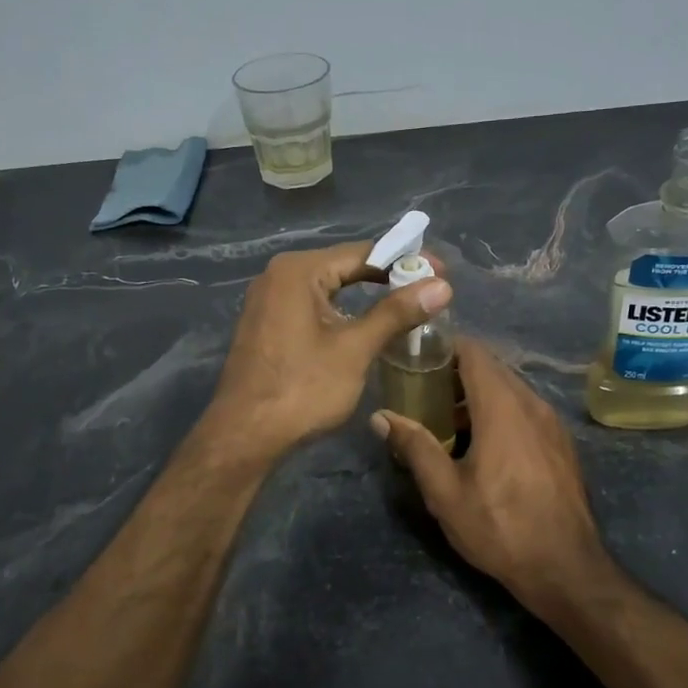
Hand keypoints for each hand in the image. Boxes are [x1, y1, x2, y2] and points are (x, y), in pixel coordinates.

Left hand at [206, 242, 451, 461]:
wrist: (245, 435)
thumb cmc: (302, 389)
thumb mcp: (354, 349)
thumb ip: (396, 313)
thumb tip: (442, 286)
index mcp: (298, 271)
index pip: (362, 252)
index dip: (405, 260)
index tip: (441, 272)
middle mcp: (278, 276)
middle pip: (344, 267)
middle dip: (388, 278)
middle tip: (429, 291)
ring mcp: (268, 301)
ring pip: (329, 289)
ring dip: (366, 297)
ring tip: (406, 308)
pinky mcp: (266, 325)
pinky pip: (312, 307)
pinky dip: (342, 312)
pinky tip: (365, 326)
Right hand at [370, 338, 609, 620]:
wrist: (566, 567)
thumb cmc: (500, 527)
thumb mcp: (446, 492)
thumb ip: (414, 447)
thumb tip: (381, 416)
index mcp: (503, 407)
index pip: (474, 353)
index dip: (444, 347)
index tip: (415, 358)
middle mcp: (532, 404)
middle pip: (491, 369)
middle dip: (455, 373)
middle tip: (422, 393)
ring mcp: (552, 423)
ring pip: (510, 390)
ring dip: (478, 396)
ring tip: (447, 423)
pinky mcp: (561, 443)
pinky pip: (526, 410)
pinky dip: (500, 412)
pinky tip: (482, 445)